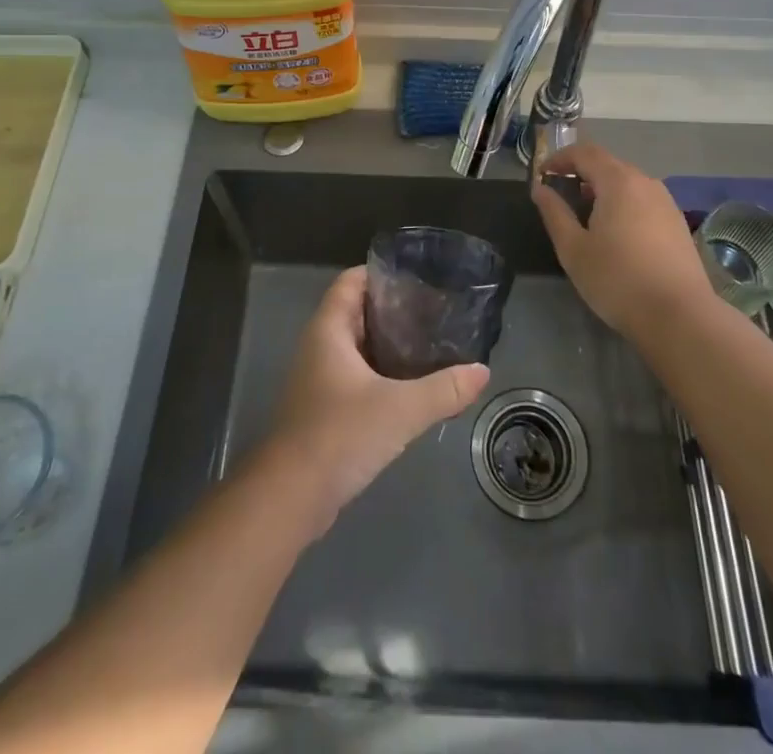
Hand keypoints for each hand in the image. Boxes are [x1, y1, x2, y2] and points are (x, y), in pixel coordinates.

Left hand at [266, 265, 490, 532]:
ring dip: (389, 345)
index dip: (381, 272)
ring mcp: (319, 380)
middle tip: (435, 312)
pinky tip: (411, 387)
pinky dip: (382, 374)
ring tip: (431, 345)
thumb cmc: (339, 435)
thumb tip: (482, 371)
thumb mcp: (400, 409)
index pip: (351, 281)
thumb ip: (443, 389)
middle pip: (357, 312)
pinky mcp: (324, 410)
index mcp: (328, 330)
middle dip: (394, 309)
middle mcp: (320, 347)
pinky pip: (356, 377)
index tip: (418, 277)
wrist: (290, 499)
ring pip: (358, 347)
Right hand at [531, 140, 714, 337]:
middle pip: (608, 165)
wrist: (680, 317)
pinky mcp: (677, 223)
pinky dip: (623, 204)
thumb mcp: (573, 249)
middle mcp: (645, 182)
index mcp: (618, 181)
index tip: (542, 175)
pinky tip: (616, 233)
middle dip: (582, 173)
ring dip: (603, 189)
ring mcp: (666, 202)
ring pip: (628, 183)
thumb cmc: (617, 279)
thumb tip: (540, 189)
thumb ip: (554, 213)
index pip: (585, 153)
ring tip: (586, 215)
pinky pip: (643, 200)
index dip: (560, 159)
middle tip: (561, 194)